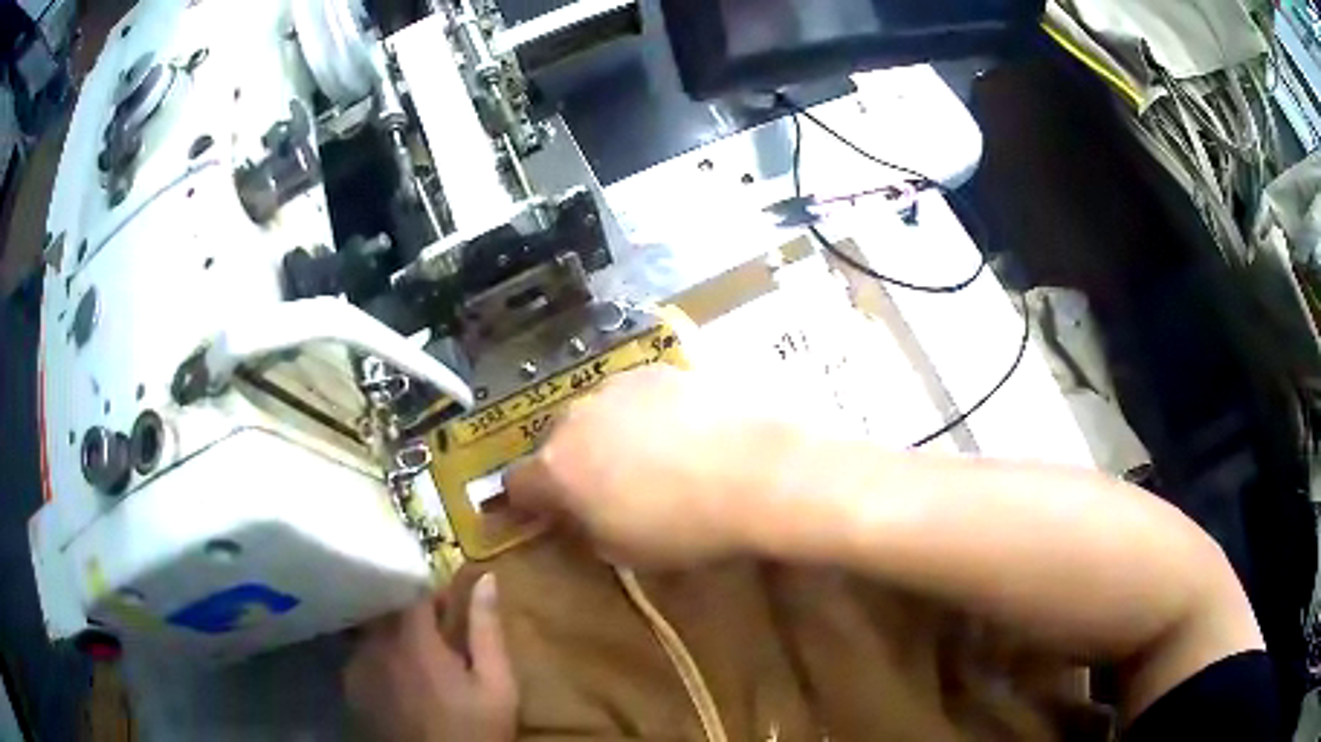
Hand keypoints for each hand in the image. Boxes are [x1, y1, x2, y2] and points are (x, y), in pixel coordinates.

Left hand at [344, 576, 516, 741]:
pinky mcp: (350, 690)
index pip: (411, 592)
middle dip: (409, 612)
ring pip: (370, 632)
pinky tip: (397, 679)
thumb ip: (486, 629)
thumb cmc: (474, 730)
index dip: (431, 593)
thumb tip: (485, 579)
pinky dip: (378, 657)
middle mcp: (376, 647)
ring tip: (415, 657)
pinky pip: (361, 657)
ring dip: (391, 634)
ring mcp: (357, 668)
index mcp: (413, 641)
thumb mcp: (496, 684)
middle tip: (435, 633)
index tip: (450, 607)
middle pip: (385, 609)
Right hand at [506, 365, 777, 567]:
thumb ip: (586, 531)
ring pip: (597, 413)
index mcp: (557, 468)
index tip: (546, 514)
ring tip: (653, 458)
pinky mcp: (659, 369)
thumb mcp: (623, 551)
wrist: (756, 469)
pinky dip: (646, 413)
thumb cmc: (685, 526)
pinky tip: (684, 431)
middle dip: (572, 465)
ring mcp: (618, 386)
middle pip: (557, 443)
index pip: (518, 484)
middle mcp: (576, 417)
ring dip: (609, 434)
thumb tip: (578, 517)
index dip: (528, 502)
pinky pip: (636, 395)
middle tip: (607, 488)